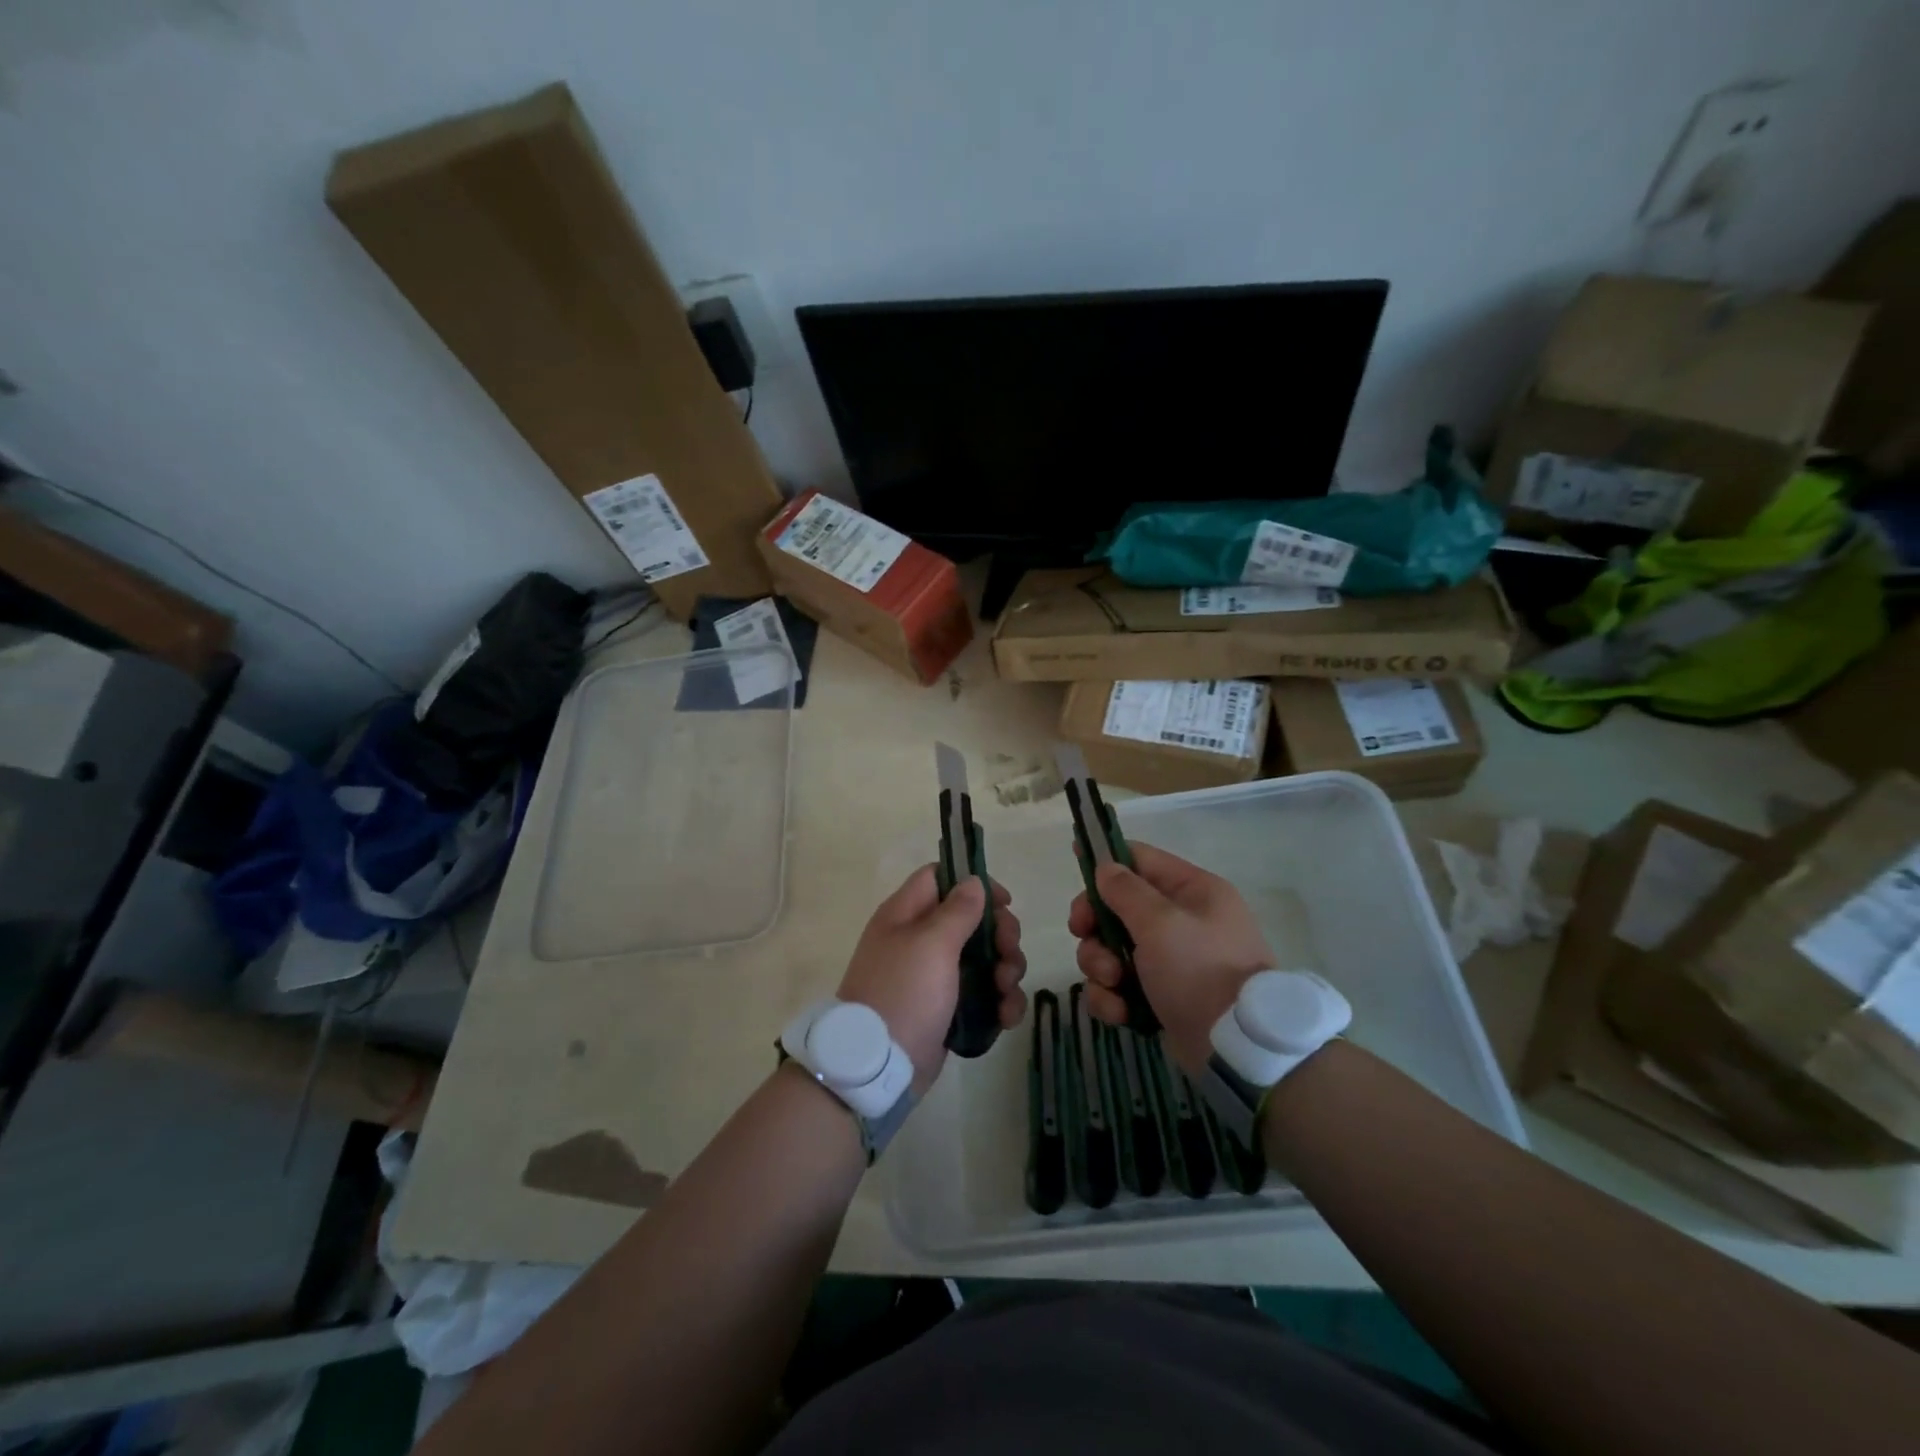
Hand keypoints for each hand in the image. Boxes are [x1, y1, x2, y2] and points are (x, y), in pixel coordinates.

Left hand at [838, 866, 1026, 1092]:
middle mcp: (919, 939)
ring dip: (1006, 970)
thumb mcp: (931, 944)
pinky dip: (999, 1002)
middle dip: (1000, 935)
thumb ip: (957, 910)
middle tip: (1008, 954)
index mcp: (906, 914)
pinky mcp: (947, 1009)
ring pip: (984, 958)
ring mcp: (933, 976)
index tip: (1004, 903)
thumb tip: (973, 882)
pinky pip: (983, 994)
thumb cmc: (903, 992)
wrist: (877, 1066)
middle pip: (972, 919)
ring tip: (1006, 991)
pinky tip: (1006, 1016)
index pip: (940, 877)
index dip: (975, 884)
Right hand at [1069, 842, 1273, 1075]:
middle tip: (1083, 935)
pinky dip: (1113, 998)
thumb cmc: (1199, 970)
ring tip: (1113, 983)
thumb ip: (1126, 890)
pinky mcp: (1160, 996)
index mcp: (1193, 891)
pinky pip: (1120, 986)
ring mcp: (1171, 961)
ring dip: (1100, 965)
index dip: (1107, 860)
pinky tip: (1120, 1012)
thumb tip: (1106, 867)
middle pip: (1118, 906)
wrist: (1236, 1049)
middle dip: (1095, 924)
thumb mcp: (1161, 922)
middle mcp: (1182, 920)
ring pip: (1112, 949)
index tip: (1075, 862)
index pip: (1141, 859)